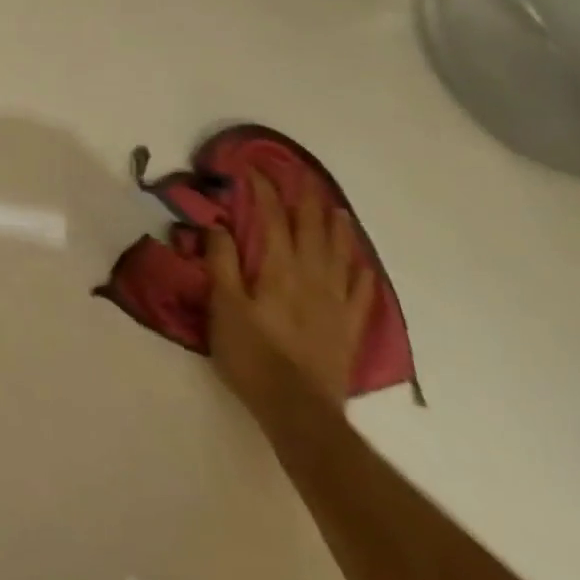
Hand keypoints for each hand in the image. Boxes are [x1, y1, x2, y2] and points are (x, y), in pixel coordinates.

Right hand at [207, 171, 374, 415]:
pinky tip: (360, 263)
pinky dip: (359, 270)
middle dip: (304, 201)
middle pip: (312, 230)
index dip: (264, 191)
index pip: (272, 219)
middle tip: (300, 178)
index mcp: (279, 269)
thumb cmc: (251, 354)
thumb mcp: (223, 306)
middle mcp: (313, 277)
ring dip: (336, 227)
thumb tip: (219, 225)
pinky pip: (360, 290)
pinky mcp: (348, 326)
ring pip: (340, 254)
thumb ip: (221, 262)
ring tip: (335, 208)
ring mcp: (336, 302)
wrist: (298, 408)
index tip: (252, 170)